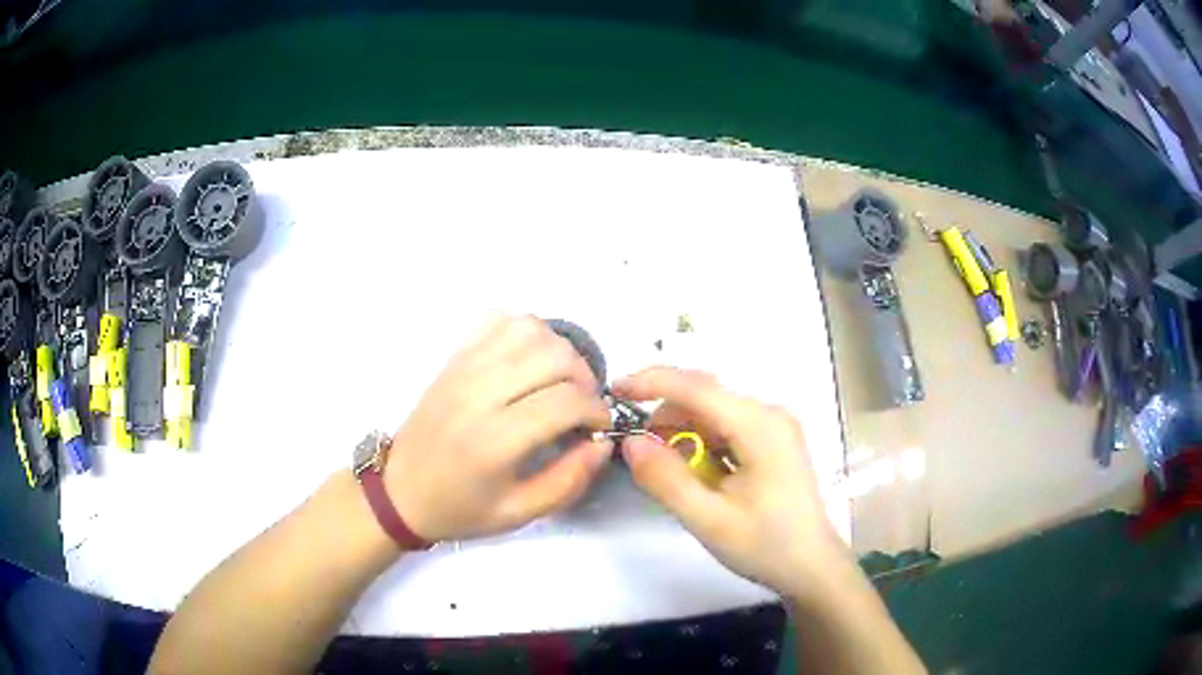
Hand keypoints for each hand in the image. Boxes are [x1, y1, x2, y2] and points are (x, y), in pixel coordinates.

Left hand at [384, 315, 613, 542]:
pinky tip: (530, 361)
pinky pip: (498, 321)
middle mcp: (478, 394)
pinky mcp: (454, 358)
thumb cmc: (460, 509)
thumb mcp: (518, 514)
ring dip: (559, 350)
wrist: (400, 490)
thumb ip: (568, 482)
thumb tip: (602, 444)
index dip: (596, 410)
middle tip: (584, 404)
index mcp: (494, 440)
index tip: (599, 426)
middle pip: (553, 356)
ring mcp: (463, 368)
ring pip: (529, 329)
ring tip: (561, 380)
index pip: (564, 402)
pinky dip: (526, 332)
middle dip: (585, 378)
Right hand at [613, 367, 847, 596]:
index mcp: (760, 426)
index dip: (651, 382)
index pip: (697, 388)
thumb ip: (666, 480)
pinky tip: (695, 471)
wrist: (811, 566)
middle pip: (705, 395)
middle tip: (639, 452)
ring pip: (714, 410)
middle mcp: (769, 413)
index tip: (613, 391)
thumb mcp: (709, 520)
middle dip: (665, 414)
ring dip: (683, 430)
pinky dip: (701, 440)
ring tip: (667, 469)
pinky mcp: (773, 440)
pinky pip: (727, 426)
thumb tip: (630, 442)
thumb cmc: (765, 546)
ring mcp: (774, 425)